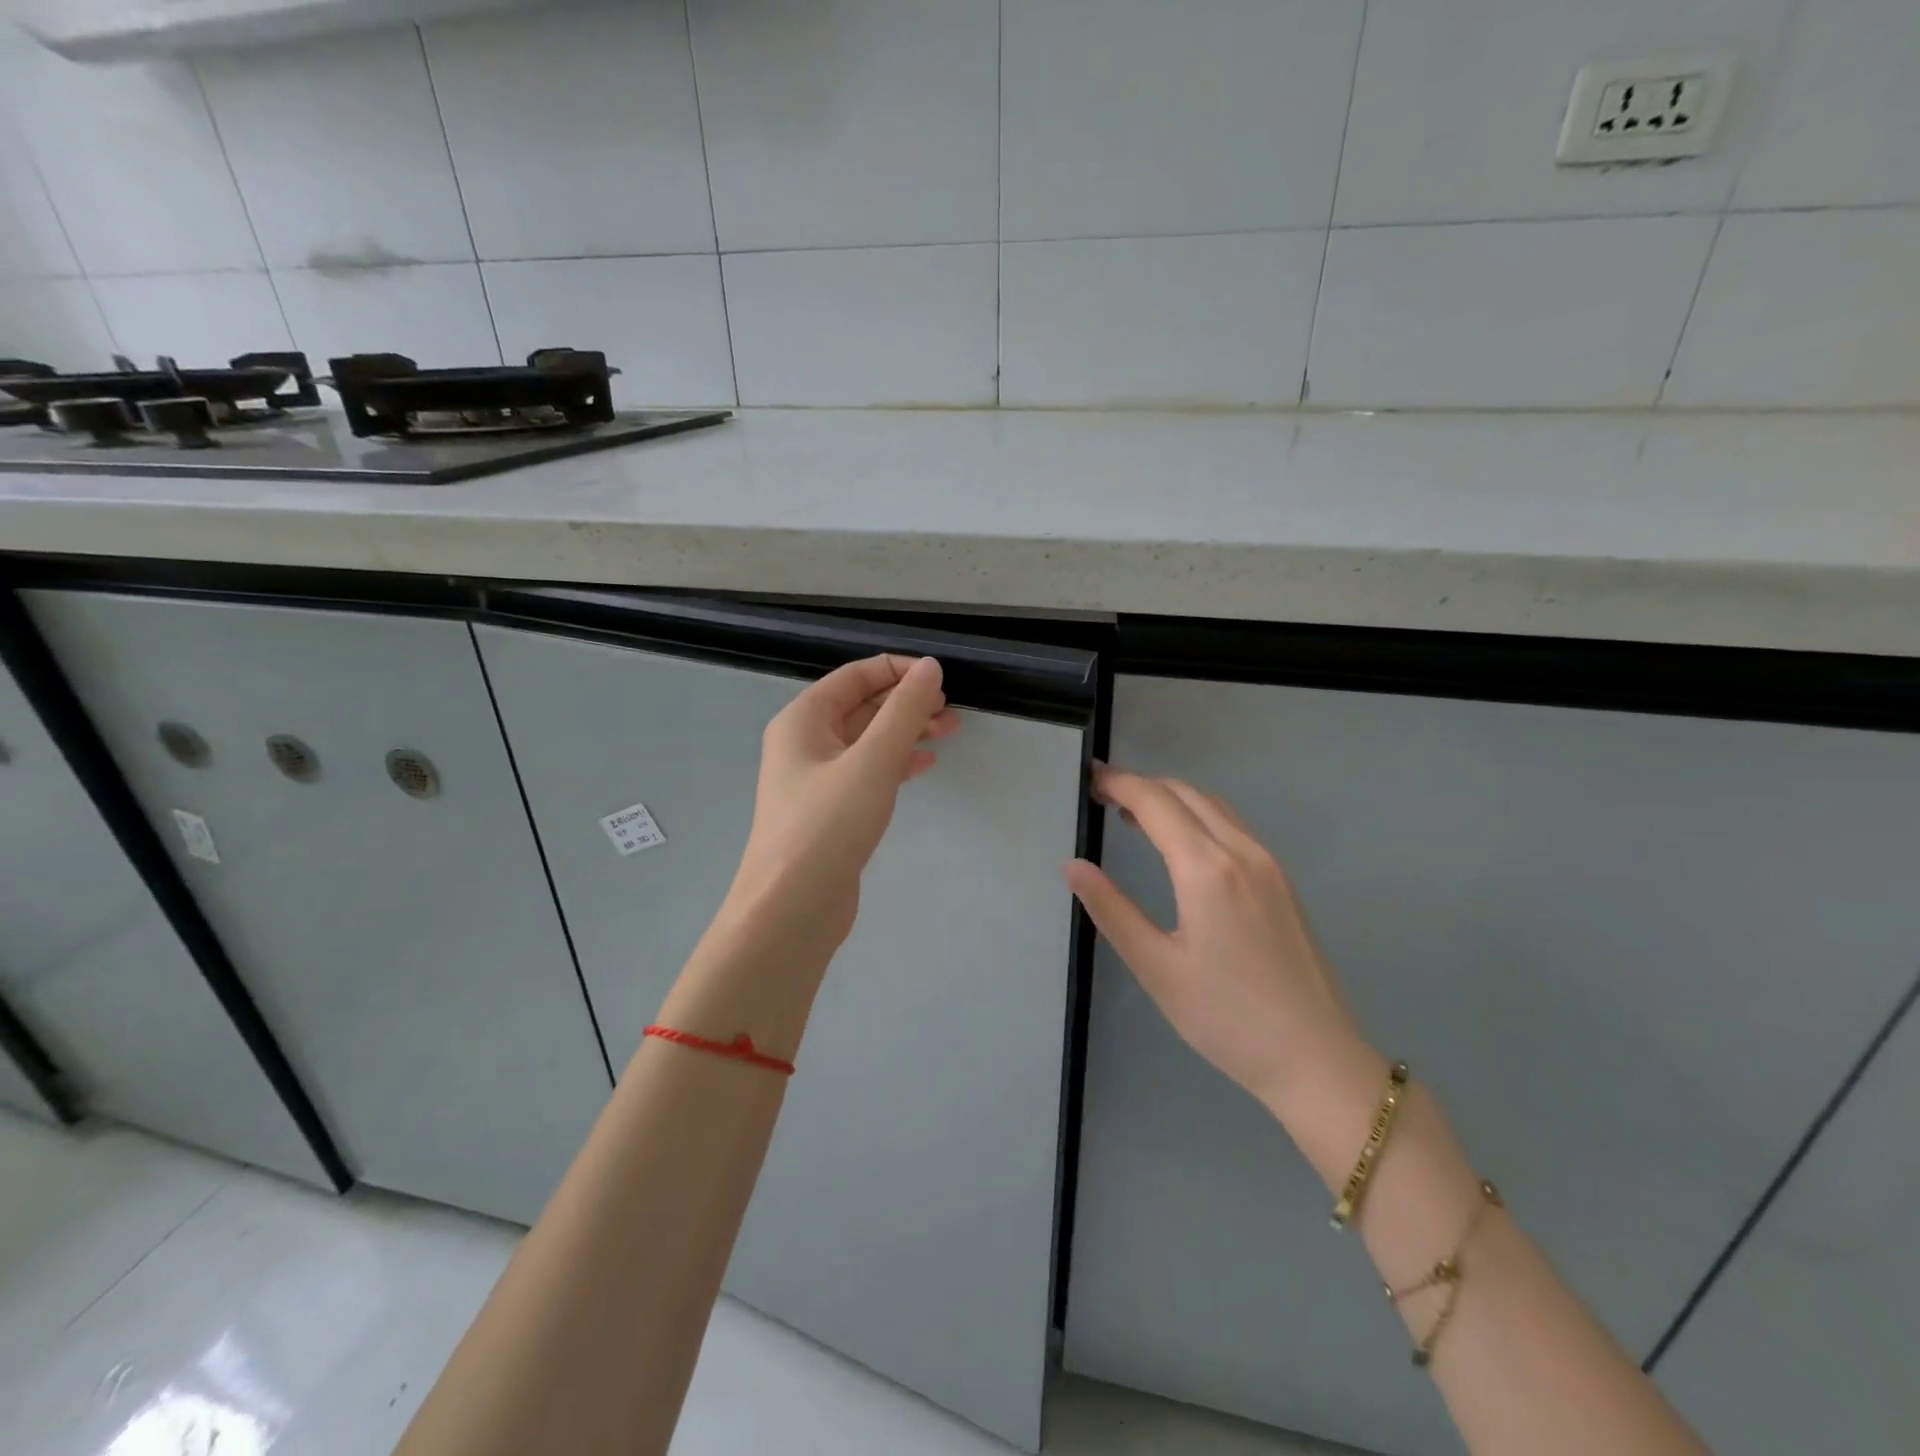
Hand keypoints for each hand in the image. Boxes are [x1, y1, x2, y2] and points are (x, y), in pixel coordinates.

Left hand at [729, 655, 958, 943]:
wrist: (791, 909)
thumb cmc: (828, 826)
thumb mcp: (873, 761)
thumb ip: (904, 711)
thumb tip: (929, 666)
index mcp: (803, 719)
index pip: (855, 676)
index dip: (898, 670)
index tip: (940, 678)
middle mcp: (804, 742)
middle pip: (862, 707)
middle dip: (907, 703)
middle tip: (951, 711)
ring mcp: (815, 779)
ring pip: (867, 741)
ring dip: (906, 732)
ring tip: (950, 732)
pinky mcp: (829, 810)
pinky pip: (866, 772)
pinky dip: (895, 763)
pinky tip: (924, 764)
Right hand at [1064, 766, 1372, 1118]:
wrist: (1316, 1059)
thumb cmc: (1226, 1018)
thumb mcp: (1156, 967)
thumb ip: (1111, 910)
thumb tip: (1073, 866)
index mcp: (1207, 868)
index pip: (1155, 802)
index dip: (1118, 784)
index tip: (1087, 780)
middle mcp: (1242, 851)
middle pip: (1186, 793)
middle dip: (1142, 785)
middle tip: (1102, 795)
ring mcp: (1268, 864)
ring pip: (1214, 806)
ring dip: (1171, 798)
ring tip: (1132, 813)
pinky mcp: (1281, 882)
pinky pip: (1233, 826)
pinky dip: (1198, 816)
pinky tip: (1181, 844)